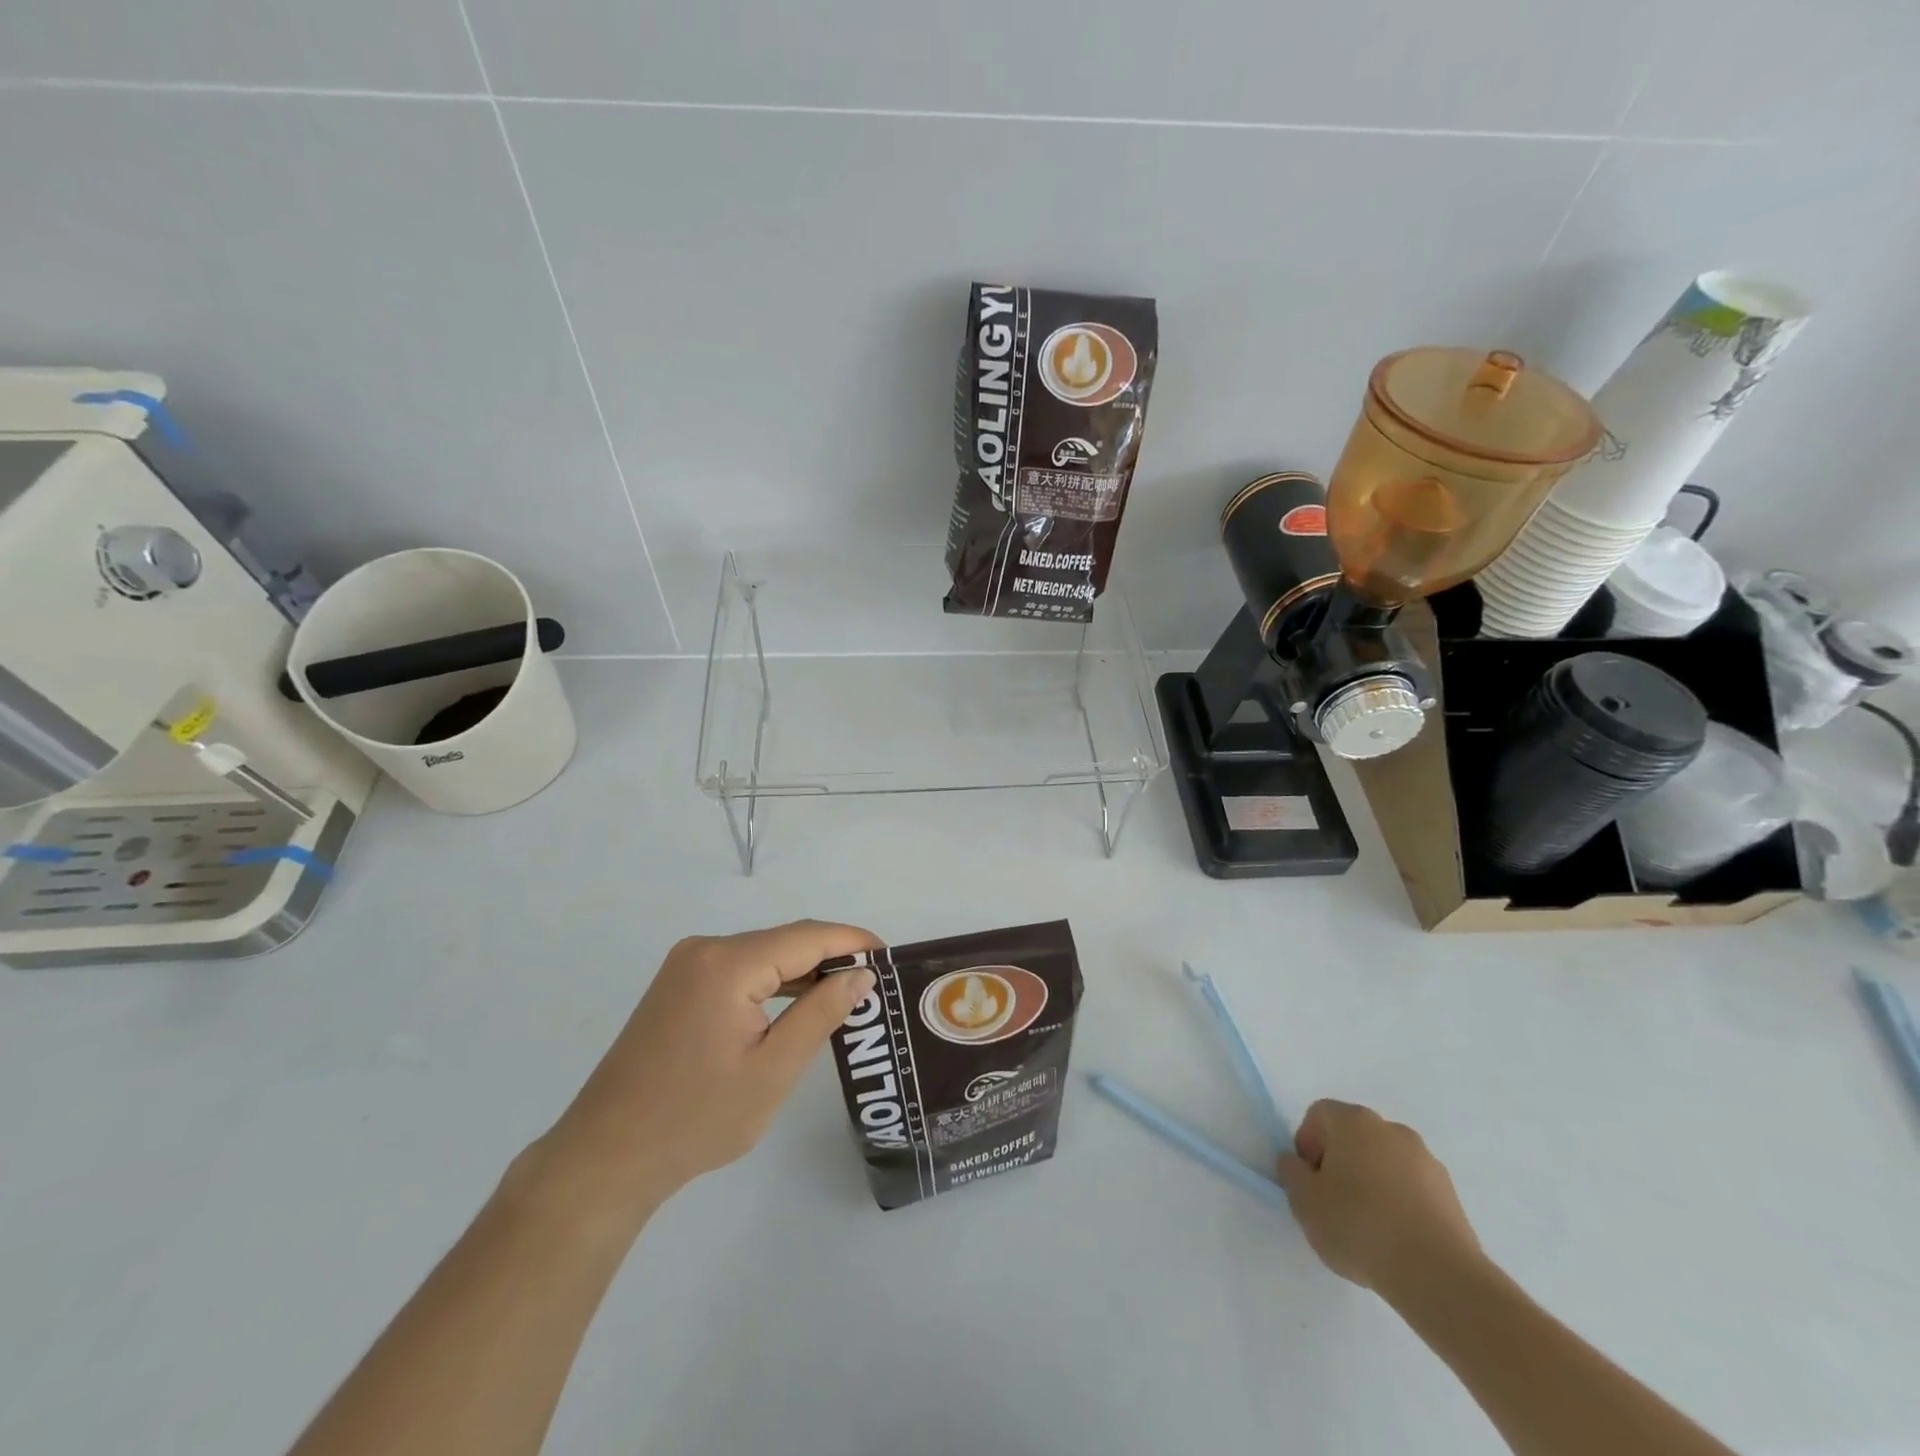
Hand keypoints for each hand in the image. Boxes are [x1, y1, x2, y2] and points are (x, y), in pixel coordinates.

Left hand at [537, 921, 879, 1217]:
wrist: (605, 1157)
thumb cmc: (696, 1119)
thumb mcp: (773, 1070)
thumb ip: (821, 1013)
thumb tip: (860, 974)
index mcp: (728, 963)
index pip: (807, 936)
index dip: (852, 941)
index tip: (890, 957)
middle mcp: (705, 950)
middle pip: (785, 941)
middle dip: (831, 957)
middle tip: (875, 984)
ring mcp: (687, 965)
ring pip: (763, 955)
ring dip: (803, 971)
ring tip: (847, 995)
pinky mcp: (678, 985)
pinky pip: (740, 970)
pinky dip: (773, 983)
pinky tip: (798, 1005)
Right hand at [1276, 1099, 1481, 1296]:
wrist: (1439, 1276)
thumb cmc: (1359, 1226)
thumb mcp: (1304, 1201)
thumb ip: (1291, 1173)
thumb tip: (1296, 1163)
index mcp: (1353, 1121)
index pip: (1319, 1115)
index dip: (1307, 1144)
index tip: (1309, 1181)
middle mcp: (1391, 1129)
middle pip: (1353, 1136)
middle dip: (1339, 1163)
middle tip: (1333, 1203)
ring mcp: (1426, 1160)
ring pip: (1384, 1162)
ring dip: (1372, 1183)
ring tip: (1368, 1228)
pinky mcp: (1451, 1194)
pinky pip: (1412, 1188)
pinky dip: (1400, 1203)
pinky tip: (1396, 1240)